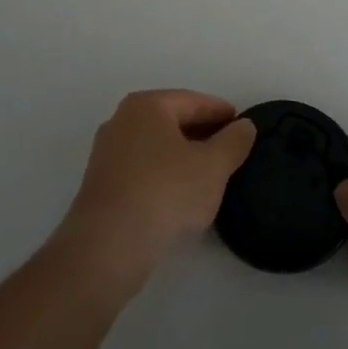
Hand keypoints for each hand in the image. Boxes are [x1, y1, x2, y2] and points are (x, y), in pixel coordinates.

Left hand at [56, 90, 256, 298]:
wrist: (107, 247)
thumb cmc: (165, 193)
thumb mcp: (212, 167)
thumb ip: (234, 142)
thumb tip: (245, 125)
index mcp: (147, 106)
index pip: (193, 101)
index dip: (222, 113)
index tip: (243, 126)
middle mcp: (122, 120)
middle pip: (172, 121)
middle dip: (203, 134)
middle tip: (231, 151)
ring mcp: (107, 153)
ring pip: (157, 147)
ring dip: (183, 157)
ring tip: (211, 175)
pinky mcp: (102, 185)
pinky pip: (143, 170)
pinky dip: (165, 175)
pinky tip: (182, 196)